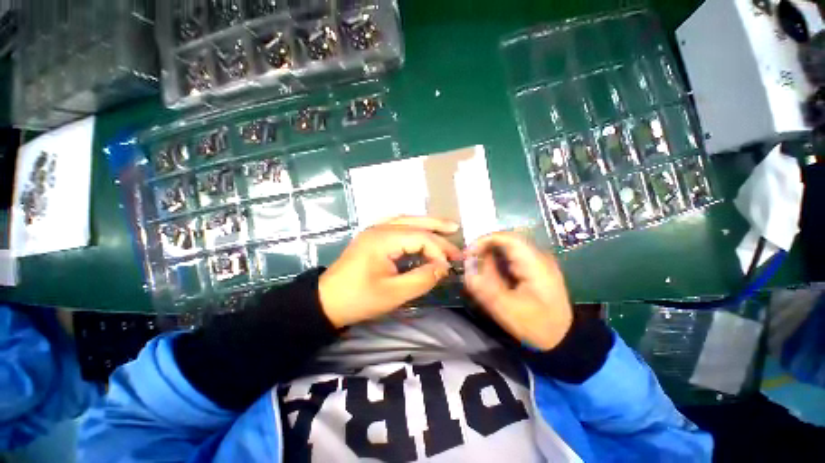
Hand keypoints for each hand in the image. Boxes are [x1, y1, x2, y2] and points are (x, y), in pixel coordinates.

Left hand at [319, 216, 461, 327]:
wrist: (326, 301)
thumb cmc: (359, 299)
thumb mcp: (393, 294)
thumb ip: (422, 279)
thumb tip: (443, 268)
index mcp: (383, 239)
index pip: (420, 238)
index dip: (438, 251)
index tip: (448, 268)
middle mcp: (379, 228)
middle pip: (415, 223)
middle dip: (438, 230)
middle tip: (458, 234)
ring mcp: (374, 230)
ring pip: (406, 219)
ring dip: (427, 222)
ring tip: (446, 226)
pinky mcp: (372, 236)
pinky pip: (397, 223)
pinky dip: (412, 224)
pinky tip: (420, 227)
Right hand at [464, 232, 572, 350]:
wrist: (563, 338)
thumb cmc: (536, 325)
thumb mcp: (506, 310)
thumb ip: (484, 289)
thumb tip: (467, 271)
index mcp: (535, 264)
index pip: (507, 238)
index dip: (484, 240)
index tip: (468, 253)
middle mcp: (538, 256)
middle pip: (506, 240)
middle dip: (484, 248)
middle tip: (470, 262)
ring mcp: (538, 261)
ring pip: (507, 247)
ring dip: (490, 254)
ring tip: (479, 269)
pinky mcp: (534, 267)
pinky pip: (511, 256)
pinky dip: (497, 260)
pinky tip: (491, 273)